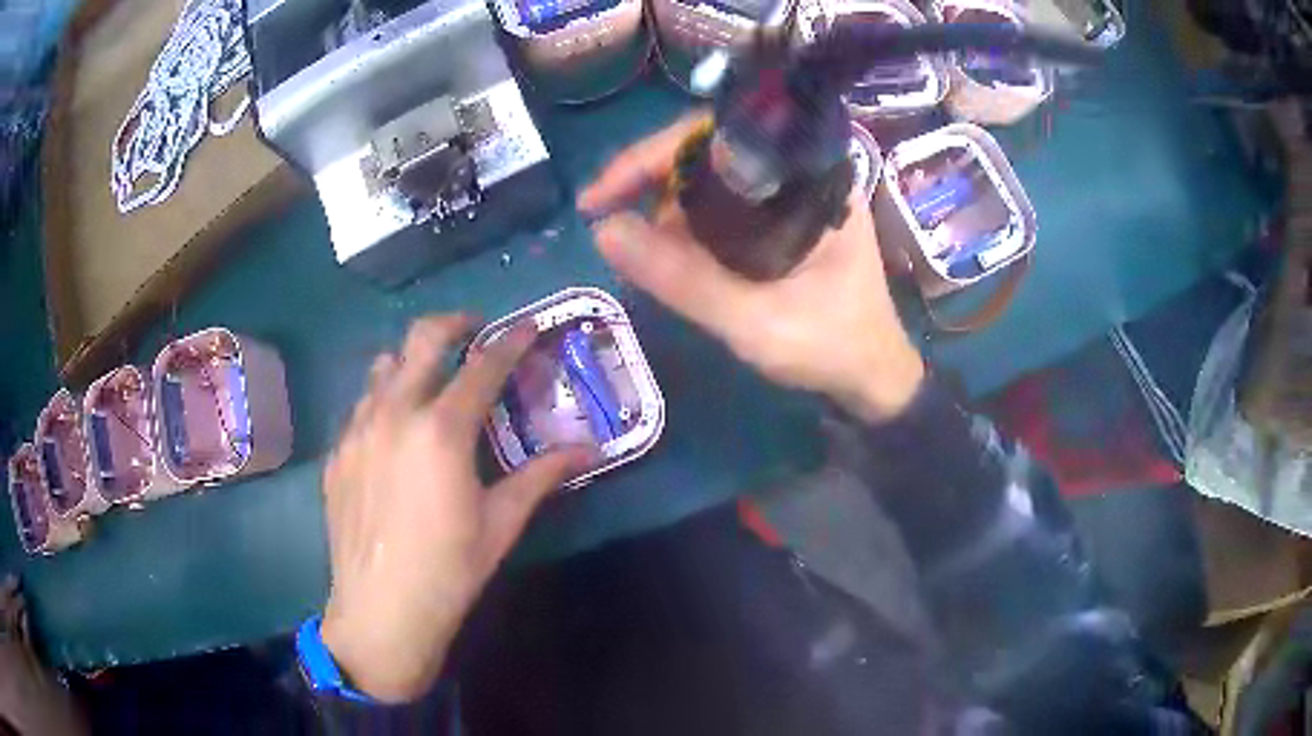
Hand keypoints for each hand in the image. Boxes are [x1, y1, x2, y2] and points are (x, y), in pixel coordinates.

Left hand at [321, 315, 593, 702]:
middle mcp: (394, 413)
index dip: (511, 341)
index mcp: (442, 429)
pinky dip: (383, 401)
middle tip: (474, 332)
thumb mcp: (502, 522)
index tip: (528, 327)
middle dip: (454, 324)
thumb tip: (588, 450)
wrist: (382, 609)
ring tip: (430, 383)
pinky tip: (394, 435)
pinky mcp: (337, 453)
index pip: (483, 366)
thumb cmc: (450, 568)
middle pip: (422, 339)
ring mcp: (357, 430)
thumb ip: (541, 476)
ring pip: (383, 367)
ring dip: (412, 362)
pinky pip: (360, 406)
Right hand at [580, 116, 924, 422]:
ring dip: (663, 203)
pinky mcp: (782, 221)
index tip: (600, 195)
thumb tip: (603, 231)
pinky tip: (663, 249)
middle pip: (710, 149)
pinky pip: (722, 206)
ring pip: (711, 177)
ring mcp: (791, 196)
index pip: (719, 134)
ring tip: (630, 241)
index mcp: (811, 177)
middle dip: (650, 179)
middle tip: (604, 215)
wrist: (874, 381)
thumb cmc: (832, 348)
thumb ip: (684, 280)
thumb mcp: (756, 321)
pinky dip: (685, 223)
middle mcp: (800, 174)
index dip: (651, 155)